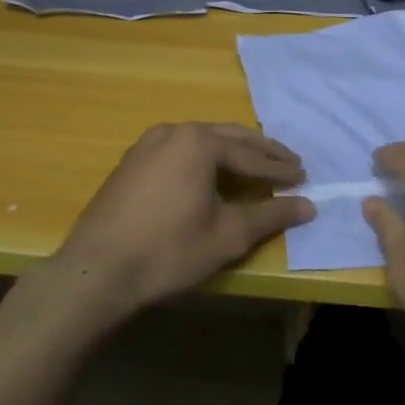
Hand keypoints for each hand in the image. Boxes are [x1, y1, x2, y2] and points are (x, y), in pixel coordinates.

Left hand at [48, 123, 313, 320]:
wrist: (95, 273)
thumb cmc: (167, 253)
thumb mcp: (227, 236)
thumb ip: (270, 216)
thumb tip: (309, 206)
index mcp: (199, 143)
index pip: (251, 155)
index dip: (280, 169)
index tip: (304, 178)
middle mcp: (174, 131)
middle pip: (228, 138)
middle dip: (261, 152)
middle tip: (289, 164)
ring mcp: (148, 144)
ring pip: (202, 140)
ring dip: (232, 152)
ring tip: (256, 166)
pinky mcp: (131, 161)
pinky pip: (179, 150)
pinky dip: (204, 158)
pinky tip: (210, 174)